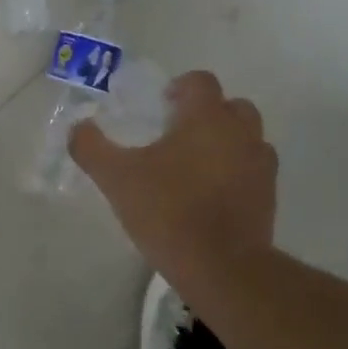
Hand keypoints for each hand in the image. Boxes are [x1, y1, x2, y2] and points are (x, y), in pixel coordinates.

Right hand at [69, 70, 276, 298]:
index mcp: (207, 118)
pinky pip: (253, 171)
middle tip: (178, 134)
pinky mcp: (269, 196)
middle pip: (232, 106)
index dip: (181, 87)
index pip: (201, 82)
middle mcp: (241, 133)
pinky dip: (236, 173)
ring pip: (247, 138)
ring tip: (195, 166)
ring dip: (226, 142)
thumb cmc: (169, 211)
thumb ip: (92, 148)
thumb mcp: (117, 178)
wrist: (222, 267)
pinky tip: (211, 194)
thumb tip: (78, 128)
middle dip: (208, 113)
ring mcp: (261, 165)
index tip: (162, 105)